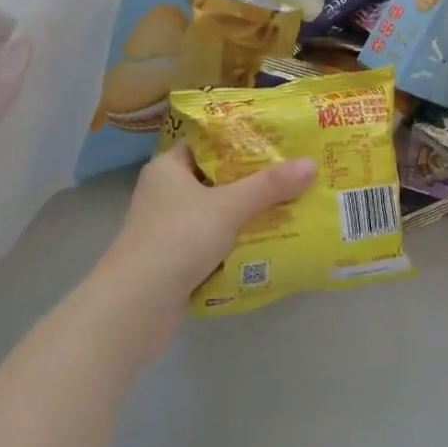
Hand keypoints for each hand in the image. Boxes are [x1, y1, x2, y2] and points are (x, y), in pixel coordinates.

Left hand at [82, 144, 315, 358]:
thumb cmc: (178, 239)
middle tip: (294, 174)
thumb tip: (311, 164)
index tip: (278, 141)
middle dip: (254, 181)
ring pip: (218, 214)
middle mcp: (165, 194)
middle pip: (217, 179)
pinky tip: (270, 244)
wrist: (137, 306)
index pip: (208, 143)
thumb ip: (269, 186)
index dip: (241, 140)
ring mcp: (169, 230)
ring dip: (249, 215)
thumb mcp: (229, 206)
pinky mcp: (176, 261)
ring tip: (292, 206)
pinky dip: (238, 244)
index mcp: (168, 169)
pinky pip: (215, 244)